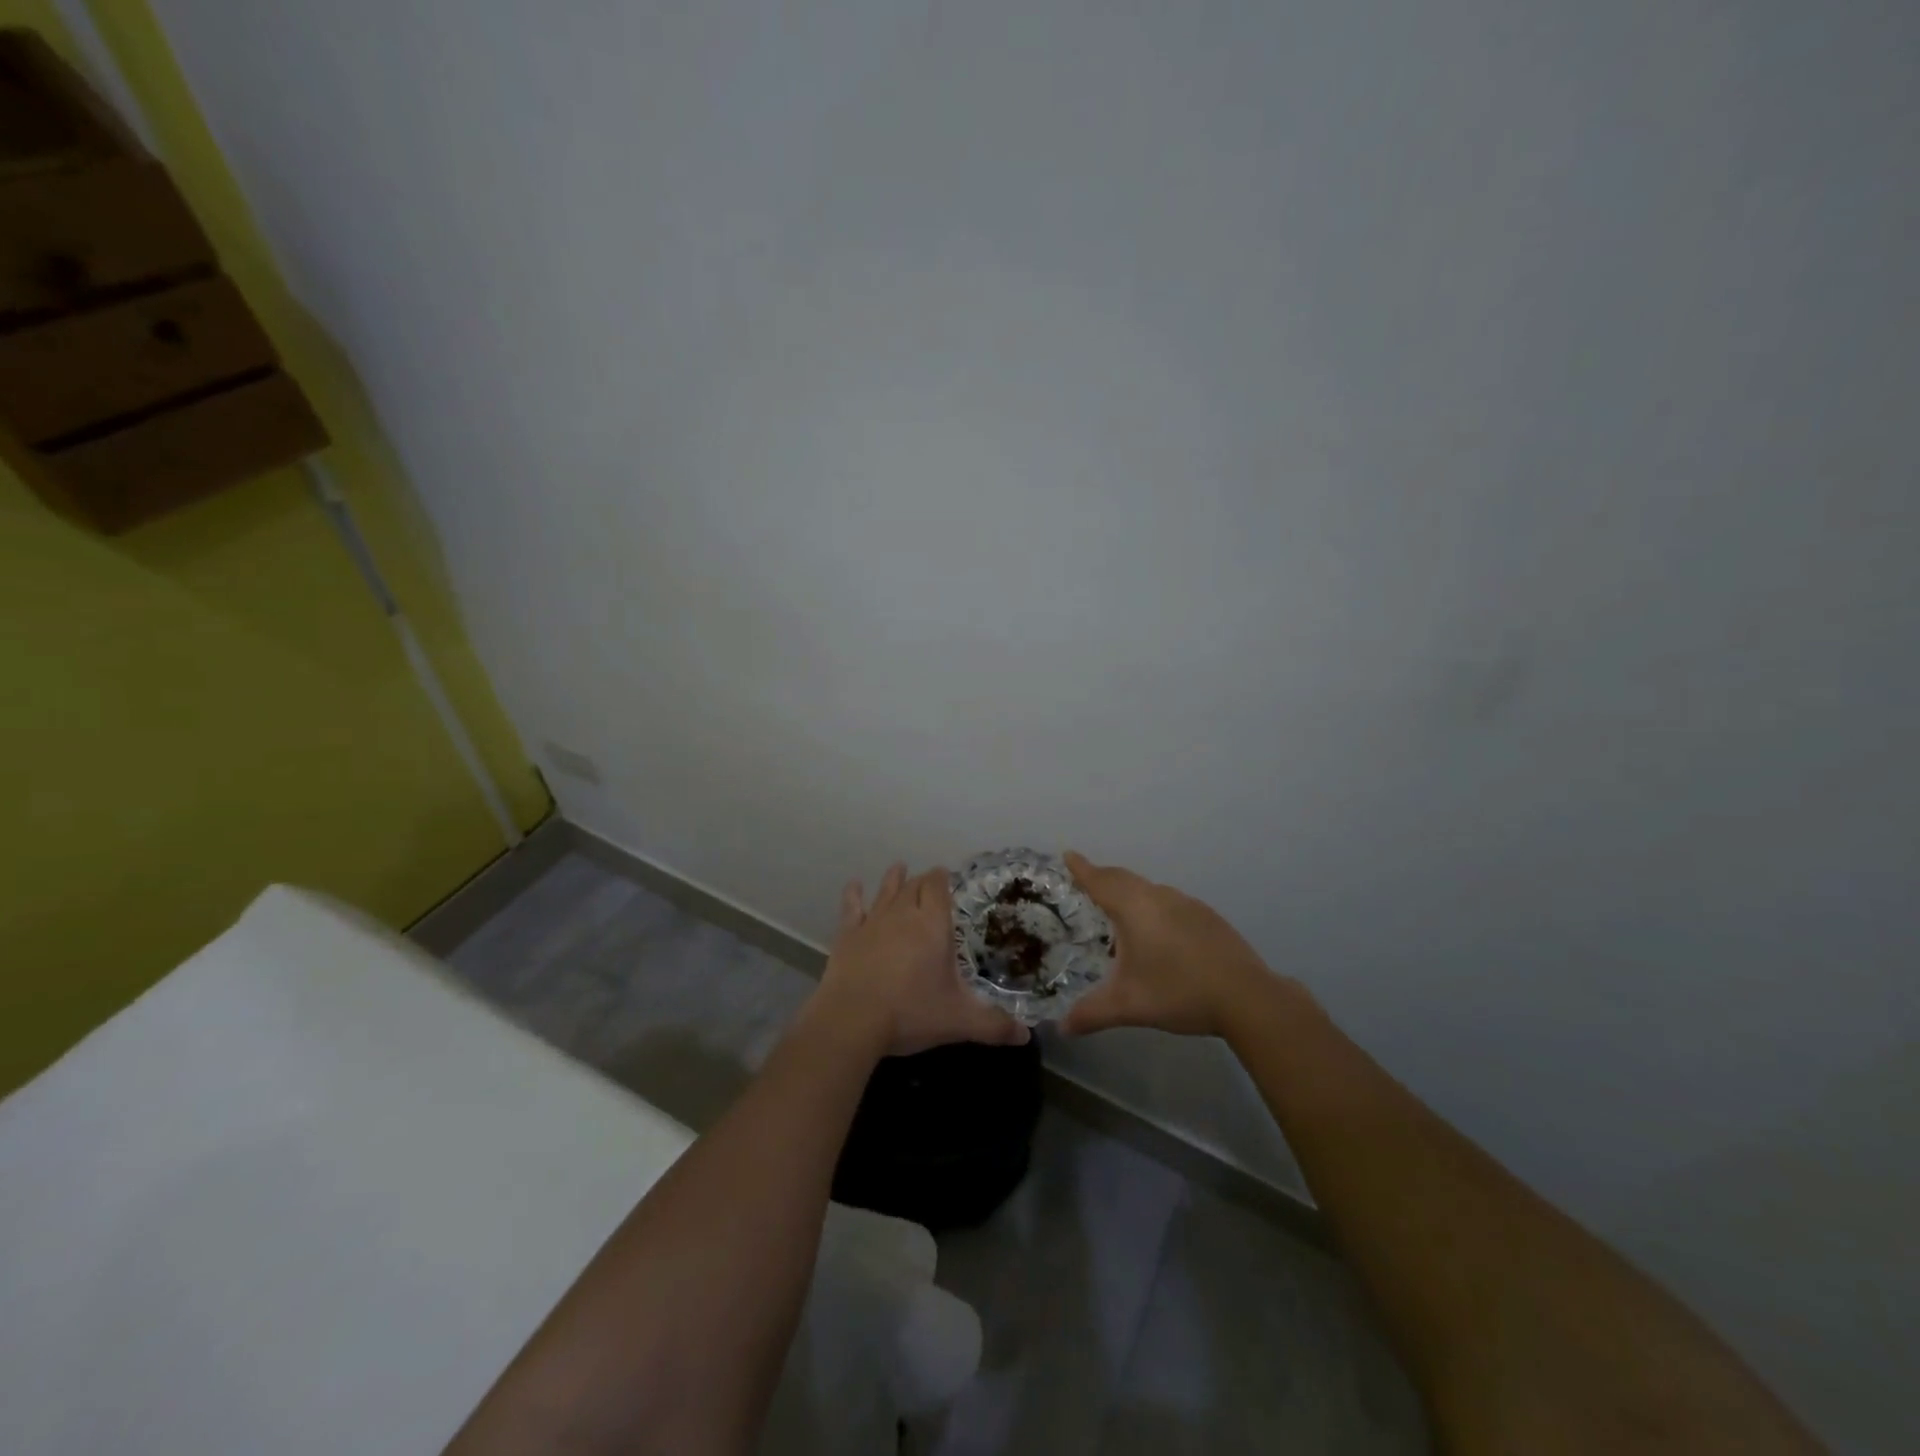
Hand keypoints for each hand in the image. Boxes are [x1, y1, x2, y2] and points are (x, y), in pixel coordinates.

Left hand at [812, 862, 1029, 1058]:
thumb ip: (994, 1025)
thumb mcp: (959, 1021)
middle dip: (923, 881)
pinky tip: (854, 885)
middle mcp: (904, 915)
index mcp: (933, 926)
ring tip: (899, 866)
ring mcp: (873, 922)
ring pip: (886, 891)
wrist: (853, 1020)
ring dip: (894, 879)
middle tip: (929, 880)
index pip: (938, 888)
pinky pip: (852, 907)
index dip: (942, 878)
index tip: (946, 875)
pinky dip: (854, 895)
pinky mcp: (848, 935)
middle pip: (915, 886)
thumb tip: (1026, 1035)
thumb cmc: (911, 1013)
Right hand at [1061, 852, 1290, 1038]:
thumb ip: (1091, 1013)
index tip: (1068, 855)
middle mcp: (1158, 897)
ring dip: (1130, 892)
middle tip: (1087, 879)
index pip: (1100, 881)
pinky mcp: (1208, 917)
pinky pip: (1170, 902)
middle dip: (1103, 877)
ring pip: (1149, 889)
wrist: (1246, 996)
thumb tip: (1063, 1027)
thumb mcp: (1128, 1005)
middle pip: (1124, 879)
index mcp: (1134, 908)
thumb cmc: (1178, 992)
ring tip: (1120, 907)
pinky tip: (1159, 932)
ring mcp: (1187, 904)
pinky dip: (1154, 906)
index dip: (1082, 869)